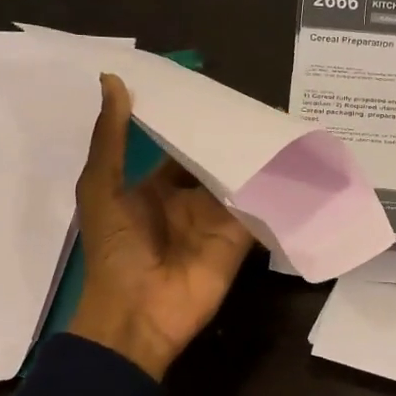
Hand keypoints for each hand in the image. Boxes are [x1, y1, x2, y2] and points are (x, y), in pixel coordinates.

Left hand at [67, 74, 254, 379]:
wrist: (137, 316)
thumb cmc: (114, 251)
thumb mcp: (102, 188)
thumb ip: (111, 138)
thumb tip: (111, 80)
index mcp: (153, 188)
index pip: (179, 148)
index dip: (193, 123)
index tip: (214, 91)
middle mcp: (188, 201)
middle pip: (214, 162)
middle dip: (231, 139)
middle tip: (258, 103)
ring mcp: (215, 221)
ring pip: (239, 181)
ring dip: (255, 159)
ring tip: (281, 122)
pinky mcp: (239, 240)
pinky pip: (257, 209)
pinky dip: (272, 191)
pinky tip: (293, 162)